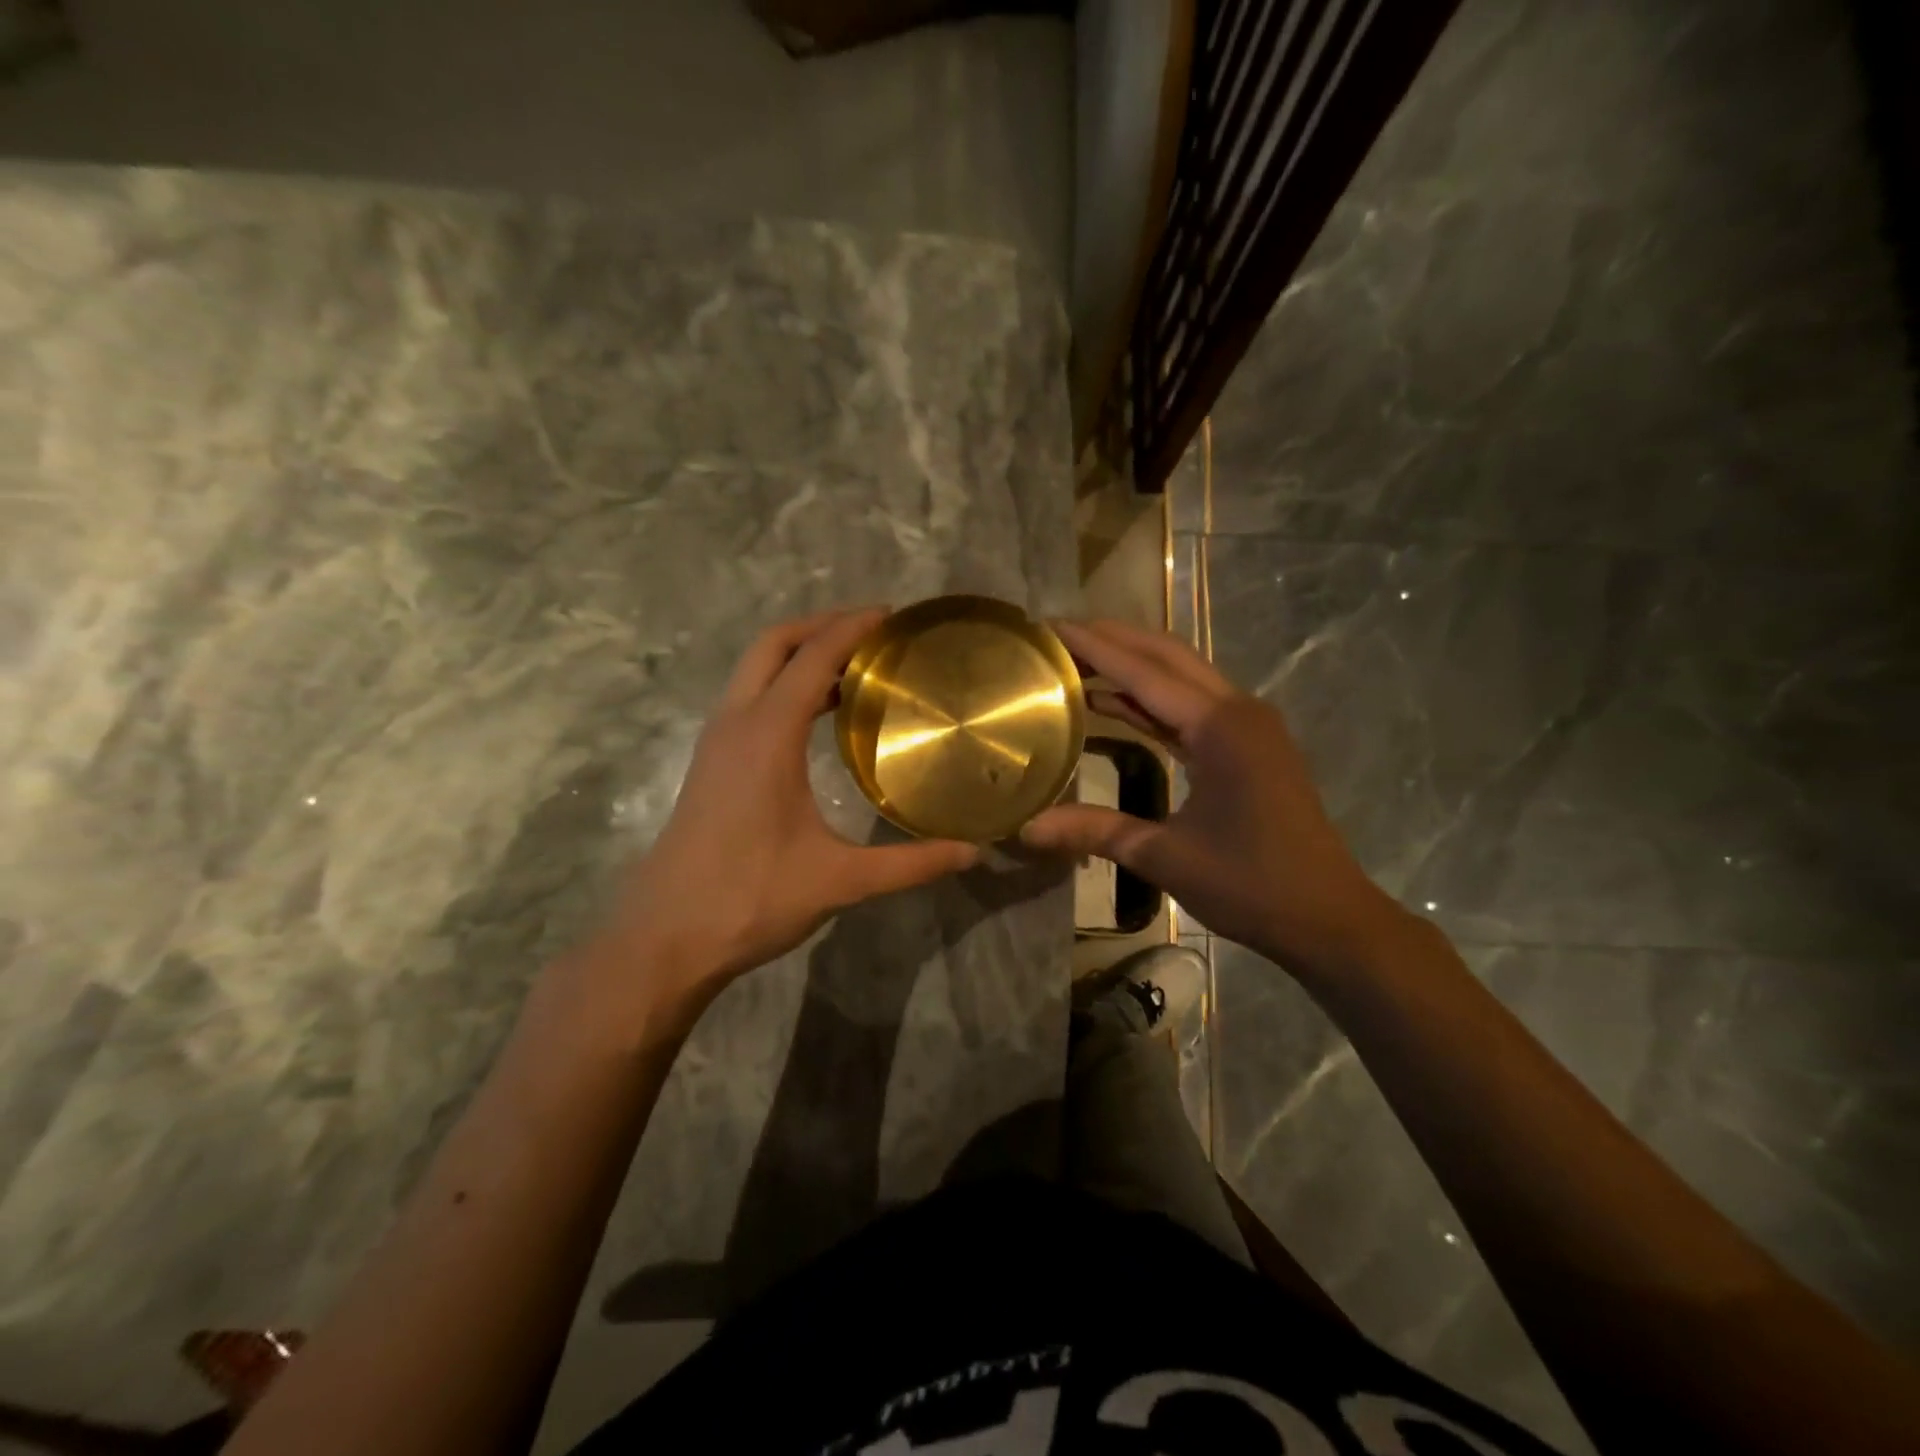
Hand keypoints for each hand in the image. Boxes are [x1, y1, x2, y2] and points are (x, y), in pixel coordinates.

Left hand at [590, 609, 978, 1025]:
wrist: (664, 938)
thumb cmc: (750, 898)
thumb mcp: (839, 881)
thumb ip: (911, 863)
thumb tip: (974, 853)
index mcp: (767, 734)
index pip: (812, 657)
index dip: (852, 628)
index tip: (892, 616)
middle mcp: (736, 723)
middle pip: (773, 644)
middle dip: (820, 625)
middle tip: (872, 631)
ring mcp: (716, 742)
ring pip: (754, 670)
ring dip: (799, 655)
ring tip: (854, 668)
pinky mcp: (710, 764)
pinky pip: (749, 698)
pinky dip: (783, 685)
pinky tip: (816, 718)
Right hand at [1020, 619, 1400, 975]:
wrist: (1327, 918)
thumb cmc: (1251, 885)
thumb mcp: (1165, 857)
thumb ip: (1096, 831)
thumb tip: (1026, 828)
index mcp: (1221, 727)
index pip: (1144, 673)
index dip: (1095, 647)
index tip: (1051, 626)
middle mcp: (1237, 711)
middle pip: (1167, 657)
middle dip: (1114, 639)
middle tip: (1060, 634)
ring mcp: (1246, 727)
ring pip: (1181, 678)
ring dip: (1132, 665)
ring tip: (1077, 659)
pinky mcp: (1246, 746)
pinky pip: (1190, 708)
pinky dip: (1151, 700)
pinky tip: (1113, 702)